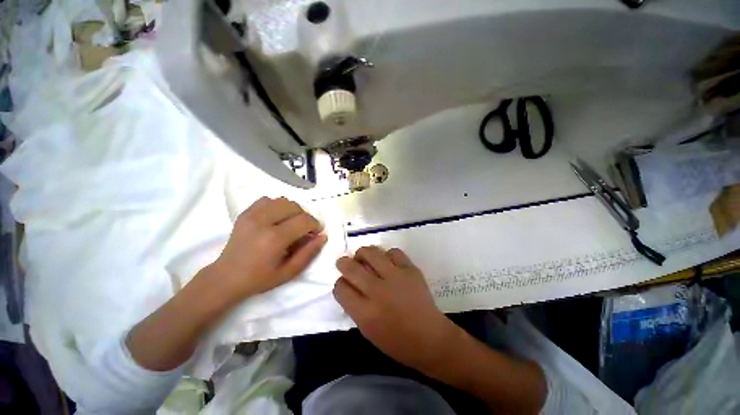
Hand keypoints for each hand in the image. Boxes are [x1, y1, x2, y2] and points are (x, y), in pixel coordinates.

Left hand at [212, 197, 326, 301]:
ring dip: (292, 210)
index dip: (315, 225)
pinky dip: (277, 206)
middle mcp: (263, 222)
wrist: (226, 277)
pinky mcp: (245, 213)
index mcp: (275, 239)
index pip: (304, 220)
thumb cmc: (259, 278)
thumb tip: (323, 236)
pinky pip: (267, 200)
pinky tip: (276, 218)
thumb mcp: (289, 272)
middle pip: (295, 207)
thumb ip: (309, 253)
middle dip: (305, 217)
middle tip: (304, 229)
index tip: (316, 233)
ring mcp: (252, 215)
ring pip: (282, 200)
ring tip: (291, 223)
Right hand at [333, 246, 458, 372]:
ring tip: (365, 257)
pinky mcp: (410, 270)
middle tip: (345, 262)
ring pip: (371, 253)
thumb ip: (355, 306)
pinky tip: (388, 262)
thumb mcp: (368, 330)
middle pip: (351, 267)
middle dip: (343, 262)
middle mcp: (378, 291)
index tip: (344, 282)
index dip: (339, 283)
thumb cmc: (397, 341)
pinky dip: (387, 255)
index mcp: (365, 313)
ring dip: (363, 253)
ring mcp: (395, 277)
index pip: (341, 288)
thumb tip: (349, 285)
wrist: (430, 338)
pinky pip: (393, 252)